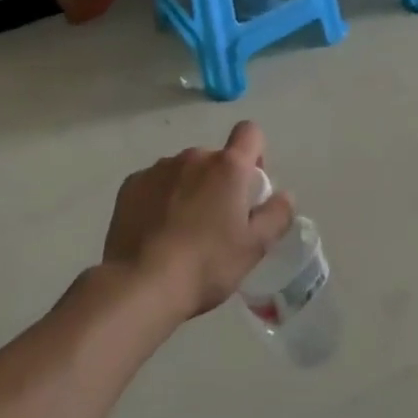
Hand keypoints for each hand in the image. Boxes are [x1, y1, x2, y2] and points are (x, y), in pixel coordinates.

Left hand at [101, 122, 294, 318]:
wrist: (141, 284)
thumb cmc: (207, 264)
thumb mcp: (255, 247)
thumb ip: (277, 215)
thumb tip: (285, 196)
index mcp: (228, 167)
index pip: (250, 132)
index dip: (255, 154)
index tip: (249, 187)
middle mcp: (194, 157)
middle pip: (215, 159)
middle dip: (219, 182)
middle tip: (217, 223)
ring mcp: (159, 168)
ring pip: (184, 171)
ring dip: (189, 189)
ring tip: (182, 231)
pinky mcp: (131, 184)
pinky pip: (155, 183)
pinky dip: (160, 199)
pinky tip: (156, 231)